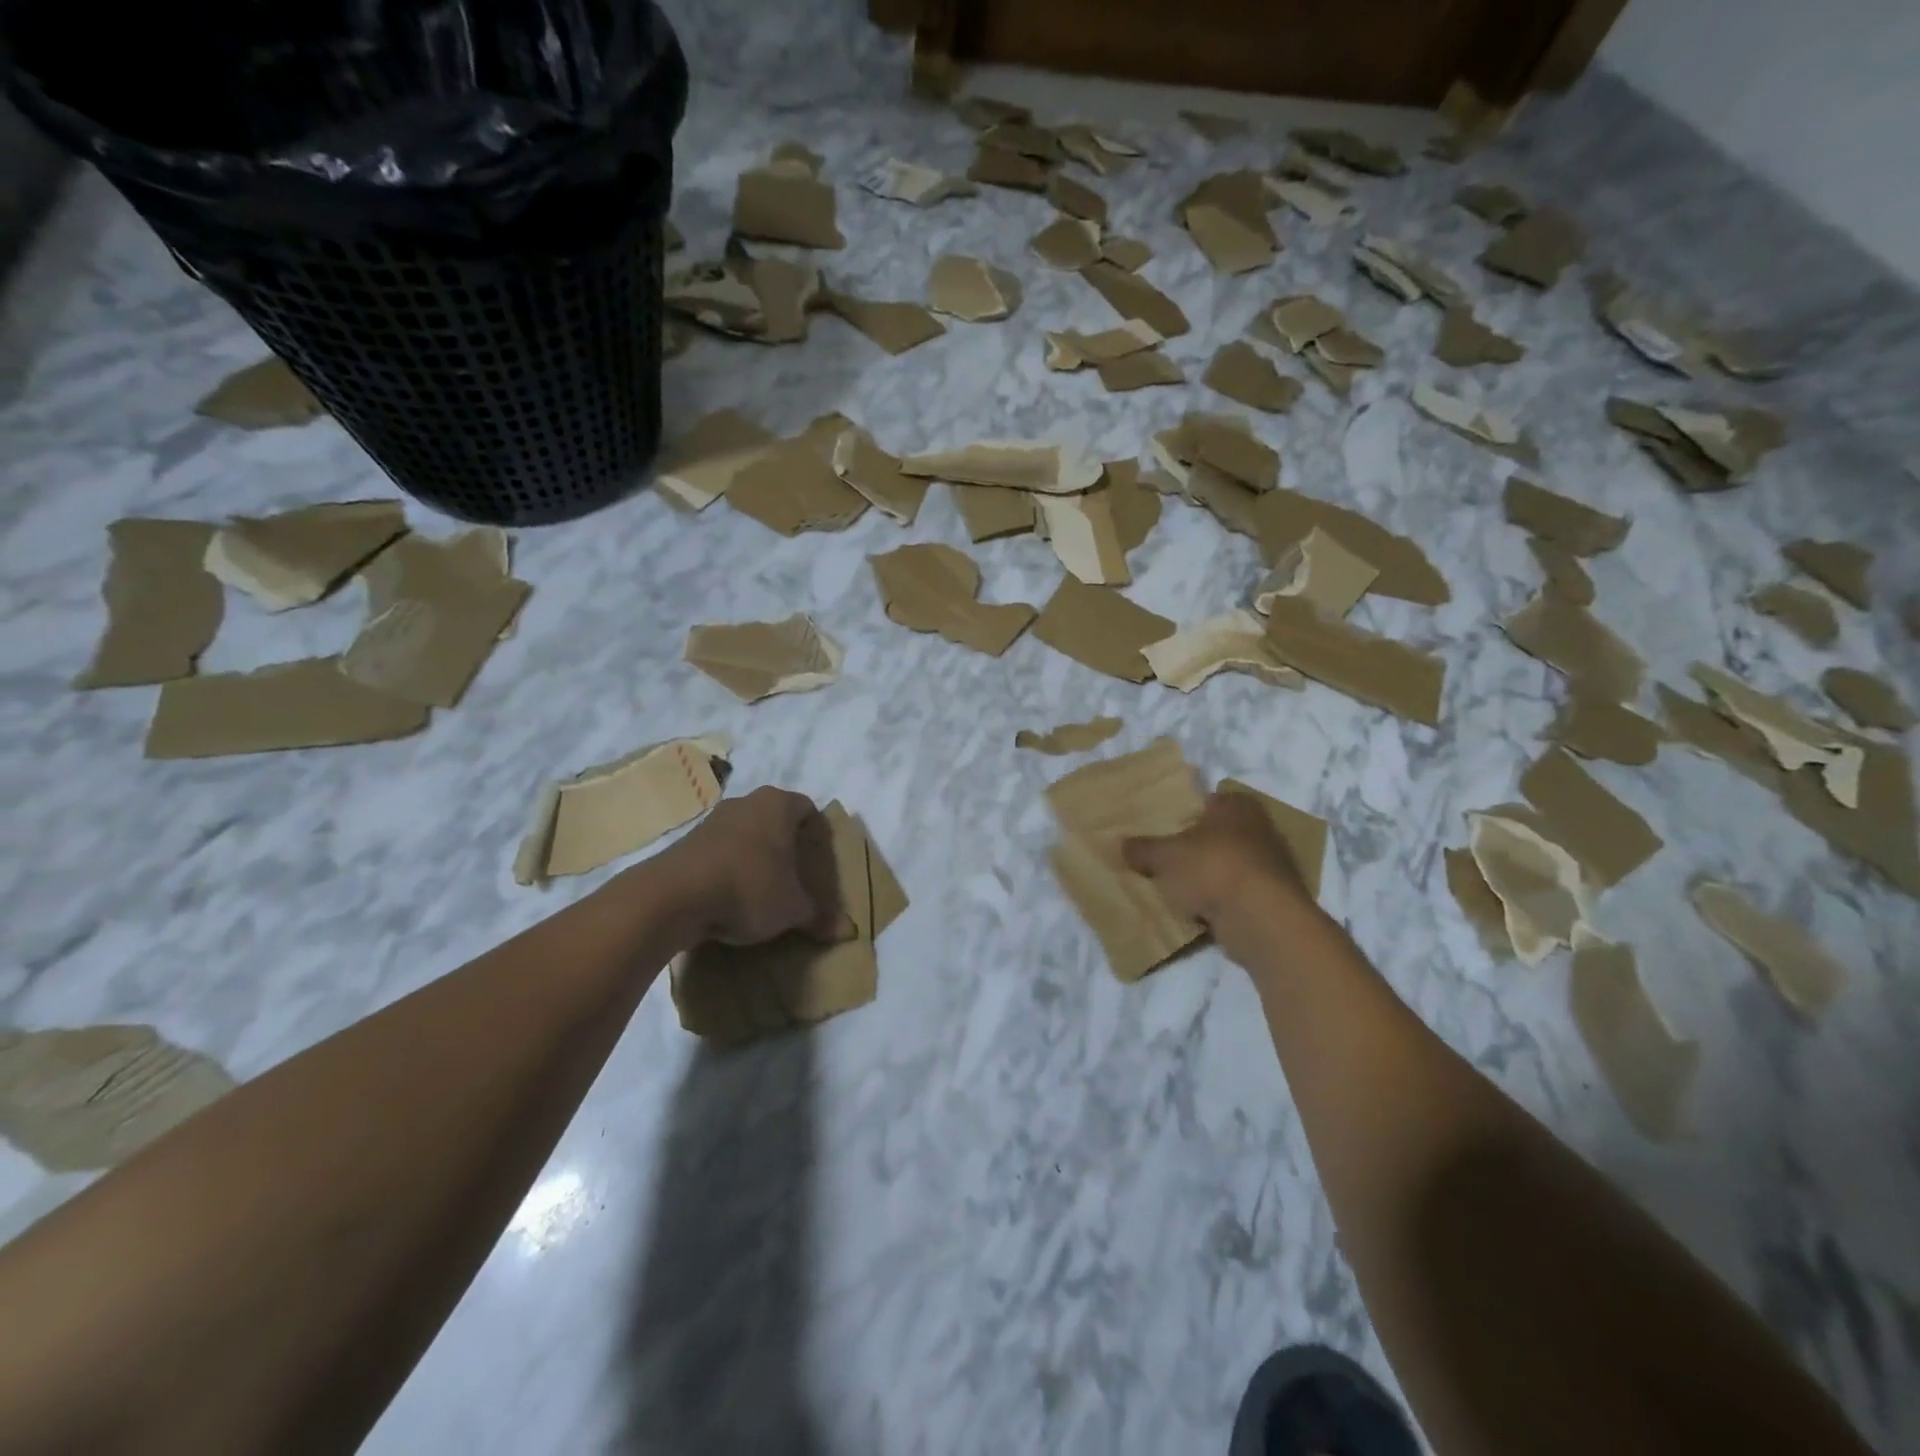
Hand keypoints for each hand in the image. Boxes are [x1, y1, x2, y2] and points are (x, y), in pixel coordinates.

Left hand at [653, 787, 846, 945]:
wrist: (674, 897)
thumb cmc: (749, 888)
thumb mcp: (793, 908)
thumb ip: (820, 917)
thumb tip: (848, 932)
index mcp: (779, 805)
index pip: (808, 809)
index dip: (817, 835)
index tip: (819, 862)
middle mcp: (746, 802)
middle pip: (775, 819)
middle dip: (786, 846)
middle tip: (795, 877)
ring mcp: (712, 819)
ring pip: (746, 833)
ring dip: (755, 856)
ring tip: (762, 890)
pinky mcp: (686, 841)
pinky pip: (719, 850)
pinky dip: (728, 868)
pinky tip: (730, 896)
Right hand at [1123, 790, 1312, 937]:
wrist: (1262, 919)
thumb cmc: (1212, 868)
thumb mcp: (1164, 857)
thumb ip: (1142, 849)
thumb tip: (1119, 844)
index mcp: (1236, 805)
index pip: (1206, 801)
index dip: (1183, 813)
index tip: (1162, 829)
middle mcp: (1260, 827)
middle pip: (1218, 834)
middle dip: (1196, 846)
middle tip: (1165, 858)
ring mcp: (1272, 864)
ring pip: (1228, 864)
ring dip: (1208, 876)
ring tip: (1178, 888)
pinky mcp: (1274, 898)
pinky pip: (1237, 893)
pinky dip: (1221, 901)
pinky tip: (1199, 911)